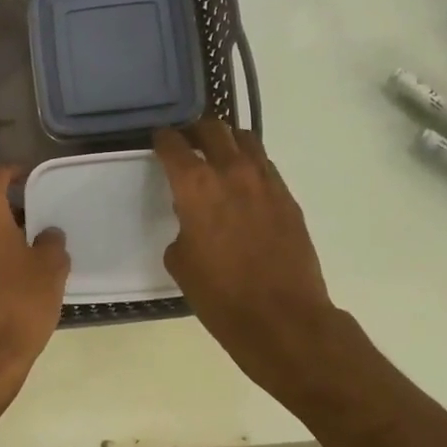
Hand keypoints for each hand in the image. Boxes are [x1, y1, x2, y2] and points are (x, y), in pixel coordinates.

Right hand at [154, 121, 337, 389]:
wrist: (282, 317)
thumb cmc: (220, 296)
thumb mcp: (181, 262)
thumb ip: (183, 228)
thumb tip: (193, 220)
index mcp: (196, 185)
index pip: (174, 144)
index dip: (163, 139)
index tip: (159, 141)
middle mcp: (231, 171)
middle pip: (213, 128)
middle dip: (196, 131)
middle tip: (188, 143)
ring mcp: (265, 181)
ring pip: (245, 140)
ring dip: (227, 142)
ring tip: (219, 157)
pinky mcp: (288, 197)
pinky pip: (265, 166)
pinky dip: (250, 165)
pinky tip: (244, 186)